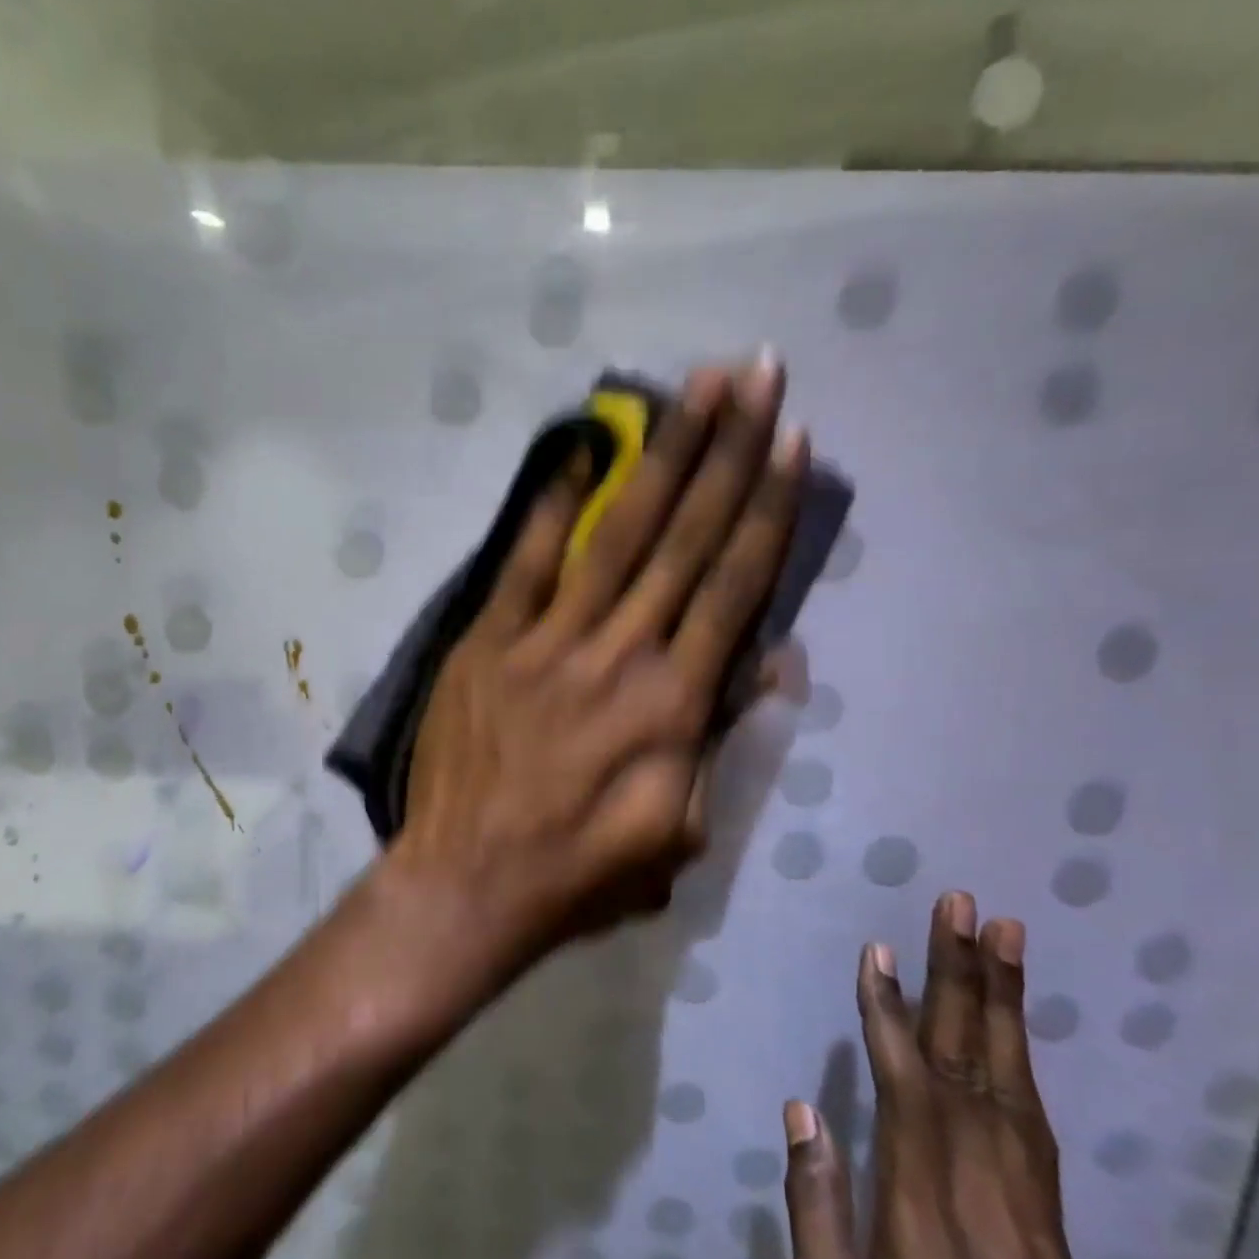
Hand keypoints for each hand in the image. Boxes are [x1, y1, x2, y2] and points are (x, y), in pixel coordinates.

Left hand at [388, 352, 806, 960]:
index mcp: (674, 707)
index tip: (791, 440)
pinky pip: (526, 562)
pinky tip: (582, 450)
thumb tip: (761, 663)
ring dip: (661, 457)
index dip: (767, 509)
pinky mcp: (487, 643)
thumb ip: (719, 744)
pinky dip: (554, 505)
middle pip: (685, 541)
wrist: (467, 885)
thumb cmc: (580, 874)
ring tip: (693, 388)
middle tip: (757, 372)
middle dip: (728, 452)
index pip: (733, 588)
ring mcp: (546, 643)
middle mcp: (620, 657)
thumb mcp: (679, 835)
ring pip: (617, 536)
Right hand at [784, 893, 1084, 1258]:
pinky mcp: (1058, 1245)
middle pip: (977, 1081)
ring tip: (1003, 936)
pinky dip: (1019, 1064)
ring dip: (1004, 1007)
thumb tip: (806, 1109)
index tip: (879, 954)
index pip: (913, 1105)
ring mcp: (1041, 1236)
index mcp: (928, 1247)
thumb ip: (817, 1212)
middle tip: (964, 908)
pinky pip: (1037, 1134)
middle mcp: (997, 1227)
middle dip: (965, 983)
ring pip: (1018, 1097)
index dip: (893, 1021)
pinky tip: (1008, 1024)